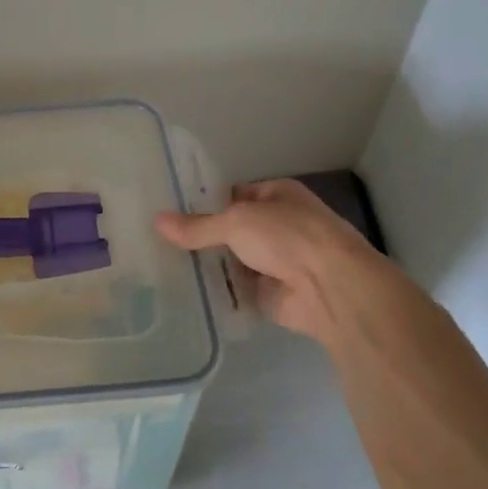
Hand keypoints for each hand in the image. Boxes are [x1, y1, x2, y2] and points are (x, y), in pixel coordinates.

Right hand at [154, 178, 394, 346]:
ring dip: (208, 265)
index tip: (168, 211)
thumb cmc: (288, 237)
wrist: (330, 287)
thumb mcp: (236, 222)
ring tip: (162, 266)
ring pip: (232, 260)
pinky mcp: (270, 293)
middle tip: (157, 241)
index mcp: (276, 195)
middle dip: (201, 237)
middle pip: (230, 230)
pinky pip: (236, 289)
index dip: (203, 203)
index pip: (231, 195)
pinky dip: (217, 291)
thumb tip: (156, 221)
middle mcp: (276, 225)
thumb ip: (197, 226)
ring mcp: (274, 261)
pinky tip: (184, 291)